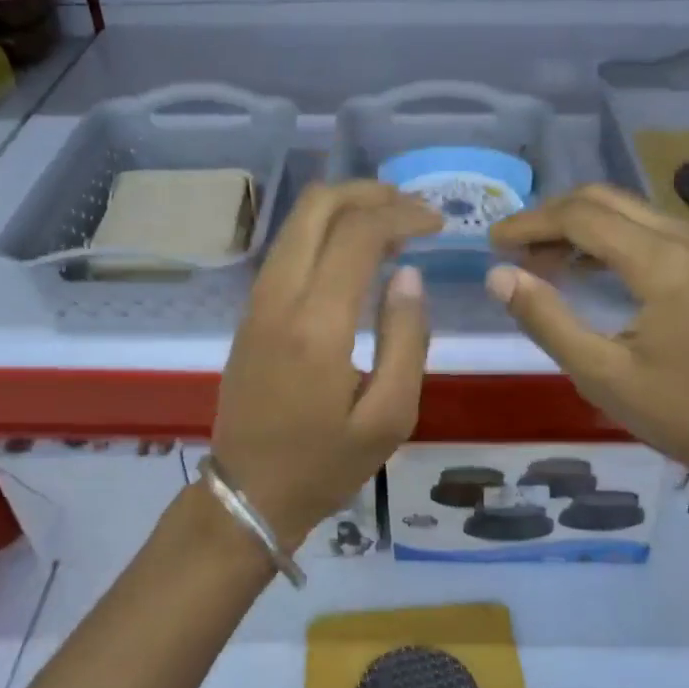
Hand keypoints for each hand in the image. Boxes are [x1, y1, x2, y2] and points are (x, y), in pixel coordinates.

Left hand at [213, 182, 440, 548]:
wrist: (249, 494)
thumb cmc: (325, 464)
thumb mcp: (390, 416)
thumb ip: (407, 339)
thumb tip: (409, 275)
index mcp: (316, 324)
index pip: (358, 233)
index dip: (403, 215)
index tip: (439, 224)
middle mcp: (279, 297)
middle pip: (317, 206)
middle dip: (370, 193)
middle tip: (414, 209)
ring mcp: (257, 301)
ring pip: (297, 222)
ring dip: (346, 208)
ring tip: (393, 224)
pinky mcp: (251, 312)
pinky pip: (288, 248)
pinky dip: (325, 232)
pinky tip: (357, 254)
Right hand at [486, 184, 688, 490]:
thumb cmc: (679, 412)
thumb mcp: (600, 374)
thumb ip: (546, 318)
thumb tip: (498, 275)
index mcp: (663, 263)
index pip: (581, 217)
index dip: (531, 223)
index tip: (493, 243)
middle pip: (605, 200)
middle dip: (551, 217)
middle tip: (512, 249)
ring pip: (628, 210)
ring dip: (578, 225)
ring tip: (537, 259)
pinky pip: (649, 228)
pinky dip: (608, 237)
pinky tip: (582, 266)